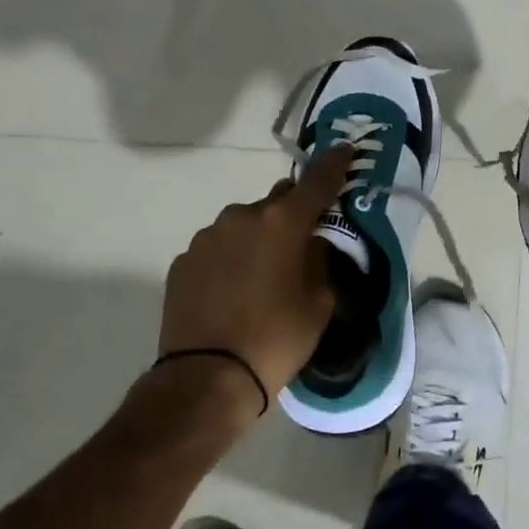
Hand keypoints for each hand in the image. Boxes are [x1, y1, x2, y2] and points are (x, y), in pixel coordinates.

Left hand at [156, 146, 353, 409]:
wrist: (207, 378)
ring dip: (259, 239)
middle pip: (277, 202)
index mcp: (283, 222)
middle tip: (302, 245)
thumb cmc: (276, 339)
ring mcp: (208, 237)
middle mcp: (242, 217)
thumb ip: (320, 260)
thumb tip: (312, 243)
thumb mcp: (319, 302)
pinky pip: (219, 248)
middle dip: (292, 216)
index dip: (335, 164)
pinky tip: (234, 291)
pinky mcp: (184, 260)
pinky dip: (231, 259)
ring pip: (244, 225)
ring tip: (263, 278)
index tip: (345, 150)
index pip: (317, 180)